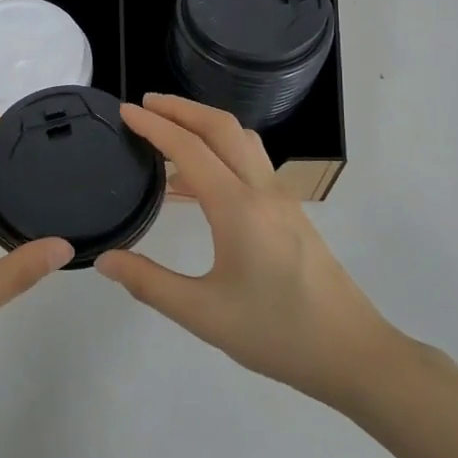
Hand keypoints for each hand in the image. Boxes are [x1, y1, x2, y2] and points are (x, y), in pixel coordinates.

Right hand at [96, 95, 396, 410]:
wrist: (352, 353)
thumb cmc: (276, 333)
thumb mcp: (203, 315)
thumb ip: (150, 283)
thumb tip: (105, 259)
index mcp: (238, 207)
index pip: (189, 148)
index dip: (154, 125)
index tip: (125, 111)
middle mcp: (261, 190)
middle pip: (221, 127)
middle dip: (181, 108)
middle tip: (145, 104)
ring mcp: (281, 198)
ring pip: (241, 140)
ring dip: (204, 124)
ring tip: (169, 133)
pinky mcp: (290, 212)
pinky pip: (251, 162)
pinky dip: (220, 150)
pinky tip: (198, 184)